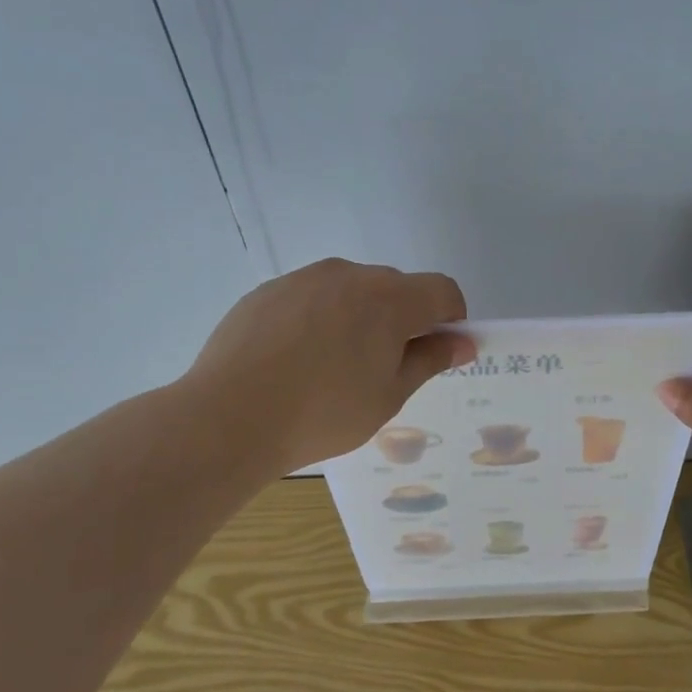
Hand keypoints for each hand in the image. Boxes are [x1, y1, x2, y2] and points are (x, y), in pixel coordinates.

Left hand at [188, 259, 473, 472]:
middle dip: (403, 319)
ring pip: (351, 290)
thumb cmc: (324, 413)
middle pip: (396, 288)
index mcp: (390, 299)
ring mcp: (304, 278)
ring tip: (332, 367)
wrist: (229, 417)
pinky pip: (312, 297)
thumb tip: (462, 342)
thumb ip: (429, 360)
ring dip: (359, 317)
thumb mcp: (389, 395)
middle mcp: (350, 275)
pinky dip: (319, 319)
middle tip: (382, 369)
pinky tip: (296, 360)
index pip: (442, 290)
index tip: (437, 352)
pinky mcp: (268, 290)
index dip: (451, 319)